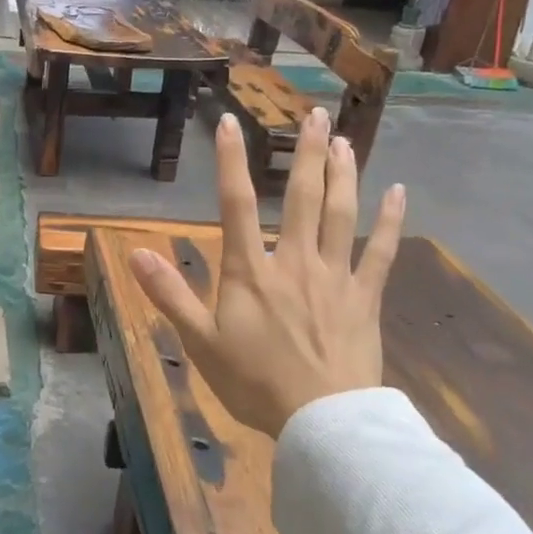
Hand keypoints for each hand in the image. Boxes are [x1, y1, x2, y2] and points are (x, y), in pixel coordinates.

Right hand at [131, 109, 404, 438]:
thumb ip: (170, 295)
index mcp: (251, 272)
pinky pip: (380, 252)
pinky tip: (397, 192)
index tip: (229, 122)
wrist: (322, 421)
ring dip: (344, 173)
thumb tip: (135, 253)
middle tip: (315, 112)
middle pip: (303, 198)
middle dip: (307, 152)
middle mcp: (295, 262)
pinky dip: (389, 221)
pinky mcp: (364, 297)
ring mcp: (335, 277)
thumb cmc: (254, 383)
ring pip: (342, 215)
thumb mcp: (200, 342)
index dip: (230, 162)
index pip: (237, 205)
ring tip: (344, 139)